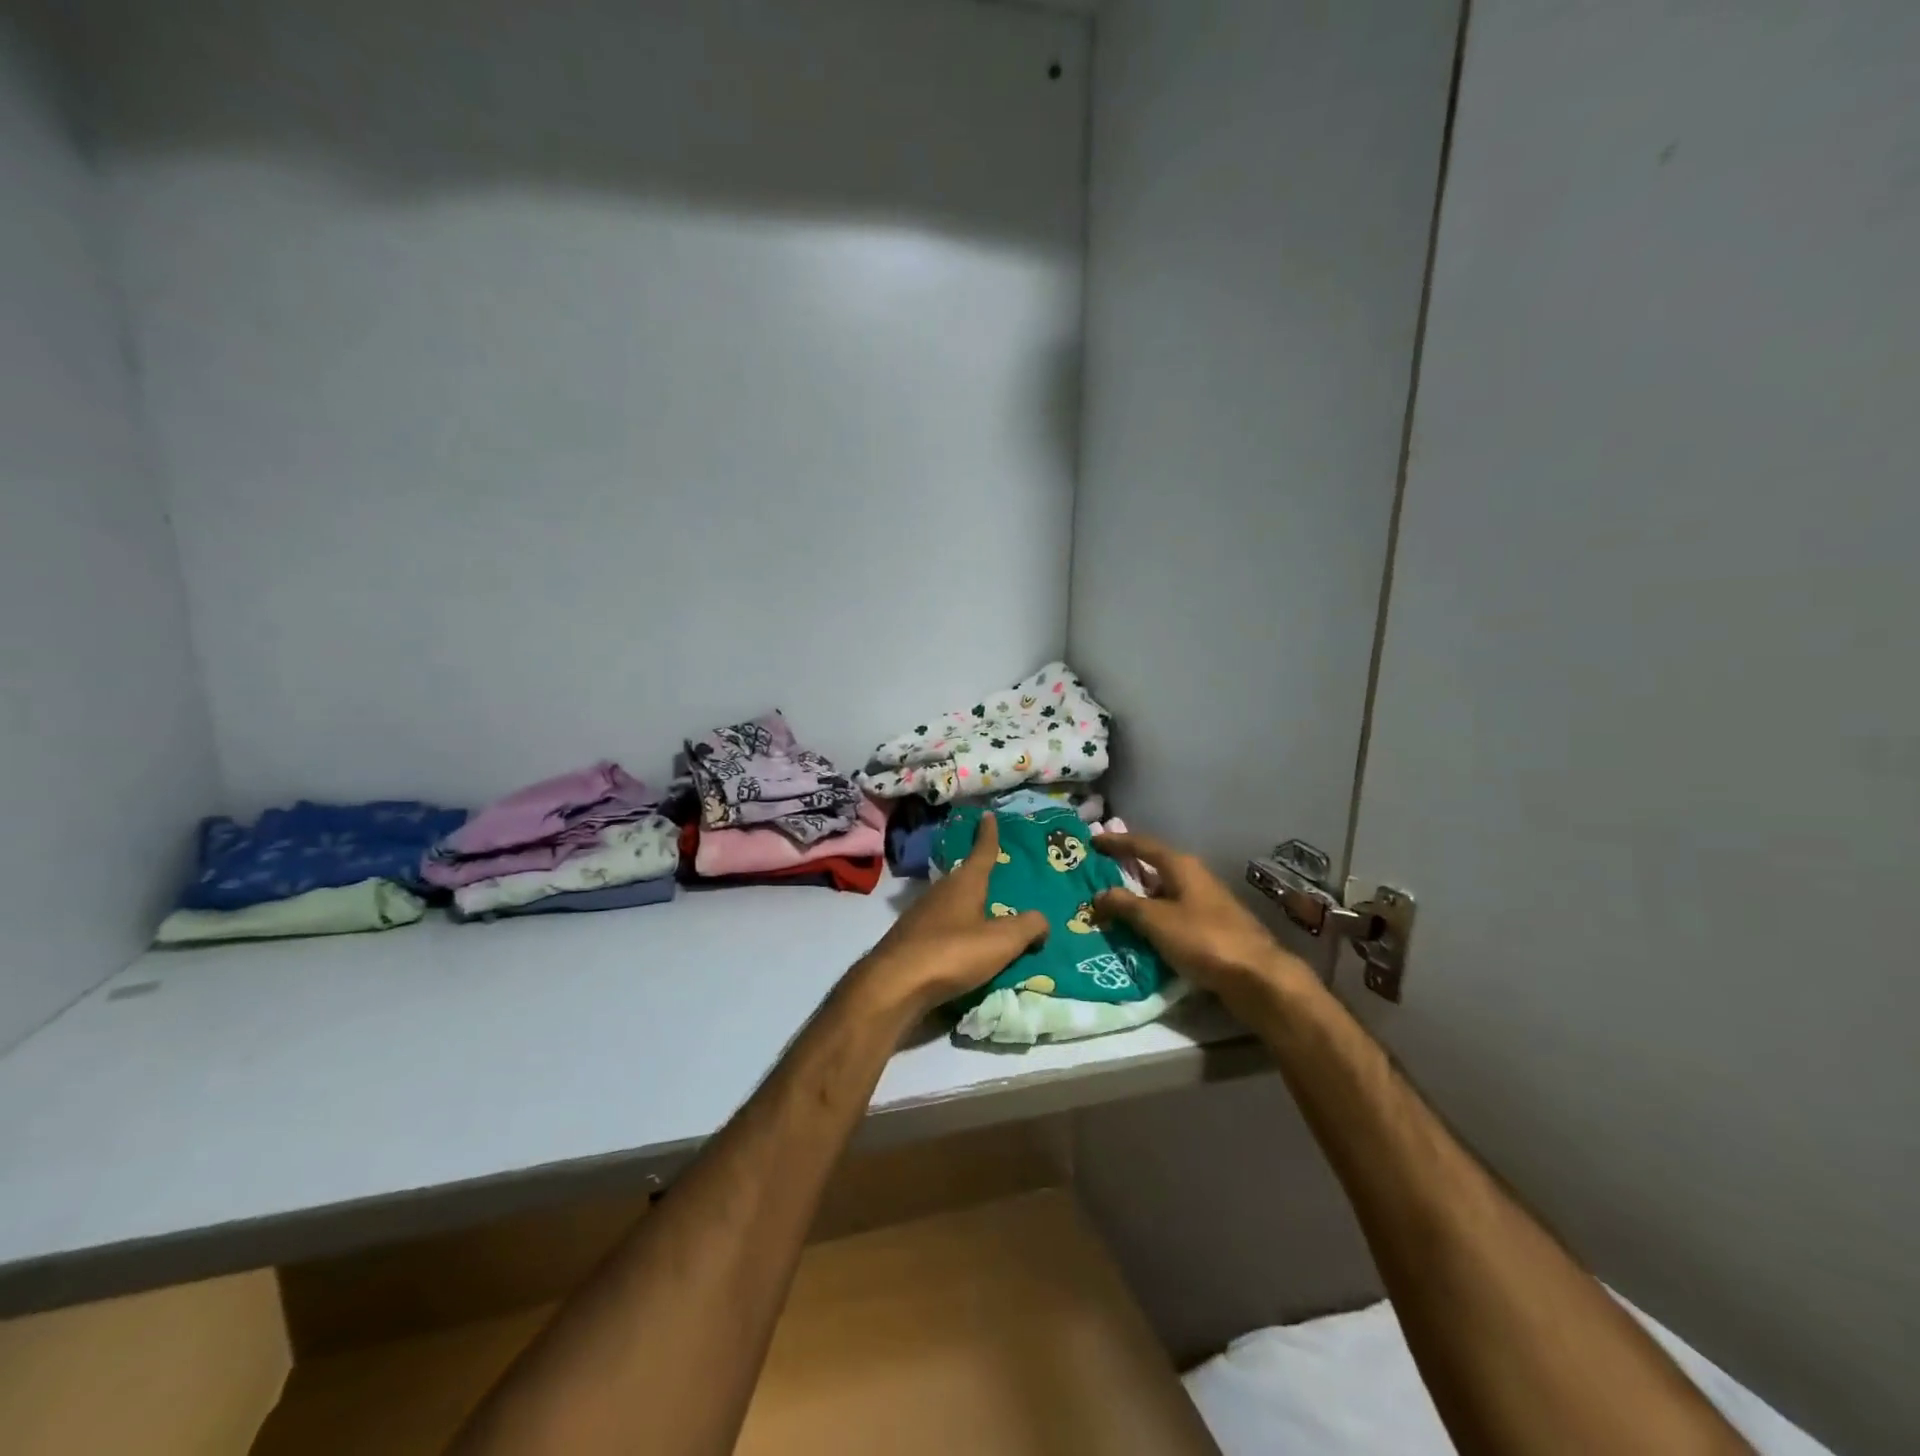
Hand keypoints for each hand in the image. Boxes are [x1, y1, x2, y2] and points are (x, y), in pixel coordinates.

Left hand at [852, 814, 1048, 1020]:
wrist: (894, 985)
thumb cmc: (952, 953)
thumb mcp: (1000, 941)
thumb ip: (1027, 927)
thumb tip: (1042, 920)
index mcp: (964, 884)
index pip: (981, 852)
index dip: (988, 835)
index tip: (987, 816)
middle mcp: (940, 892)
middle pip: (964, 877)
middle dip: (980, 874)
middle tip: (998, 874)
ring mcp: (921, 915)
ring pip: (951, 902)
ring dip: (967, 904)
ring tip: (986, 913)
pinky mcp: (910, 939)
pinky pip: (942, 926)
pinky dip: (956, 929)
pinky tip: (963, 944)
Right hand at [1091, 831, 1310, 1008]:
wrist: (1257, 977)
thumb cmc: (1203, 939)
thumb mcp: (1156, 921)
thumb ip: (1125, 905)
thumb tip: (1099, 894)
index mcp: (1181, 866)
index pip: (1142, 845)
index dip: (1116, 842)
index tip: (1092, 841)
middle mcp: (1195, 877)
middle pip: (1154, 867)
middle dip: (1127, 870)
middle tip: (1098, 875)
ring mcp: (1206, 903)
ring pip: (1164, 893)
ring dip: (1140, 898)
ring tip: (1112, 906)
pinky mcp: (1212, 928)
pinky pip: (1173, 915)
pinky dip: (1154, 918)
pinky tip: (1141, 932)